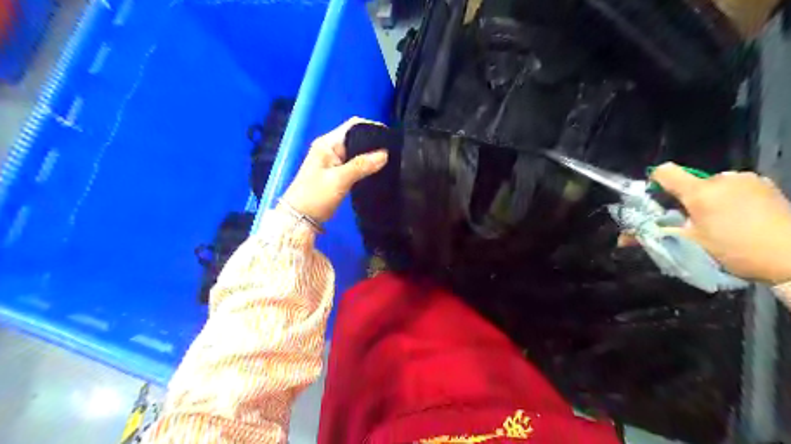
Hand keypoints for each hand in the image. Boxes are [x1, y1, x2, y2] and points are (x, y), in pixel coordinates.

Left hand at [282, 116, 387, 222]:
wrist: (299, 219)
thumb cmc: (316, 196)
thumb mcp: (339, 179)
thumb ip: (362, 165)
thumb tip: (385, 154)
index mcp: (328, 143)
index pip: (353, 126)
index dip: (372, 127)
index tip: (390, 137)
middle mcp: (330, 148)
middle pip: (356, 137)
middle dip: (374, 142)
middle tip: (394, 151)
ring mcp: (333, 161)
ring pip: (357, 152)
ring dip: (371, 155)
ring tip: (391, 160)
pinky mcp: (336, 173)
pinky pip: (355, 164)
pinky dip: (365, 165)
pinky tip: (378, 170)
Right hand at [652, 164, 790, 284]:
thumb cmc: (736, 251)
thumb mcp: (691, 245)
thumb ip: (655, 236)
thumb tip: (621, 240)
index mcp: (700, 192)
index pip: (665, 172)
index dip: (655, 181)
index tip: (658, 198)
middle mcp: (722, 179)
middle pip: (691, 181)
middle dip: (688, 199)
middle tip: (695, 222)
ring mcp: (747, 179)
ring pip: (714, 185)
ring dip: (711, 198)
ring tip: (723, 221)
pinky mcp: (766, 184)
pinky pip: (736, 186)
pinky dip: (732, 198)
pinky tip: (743, 217)